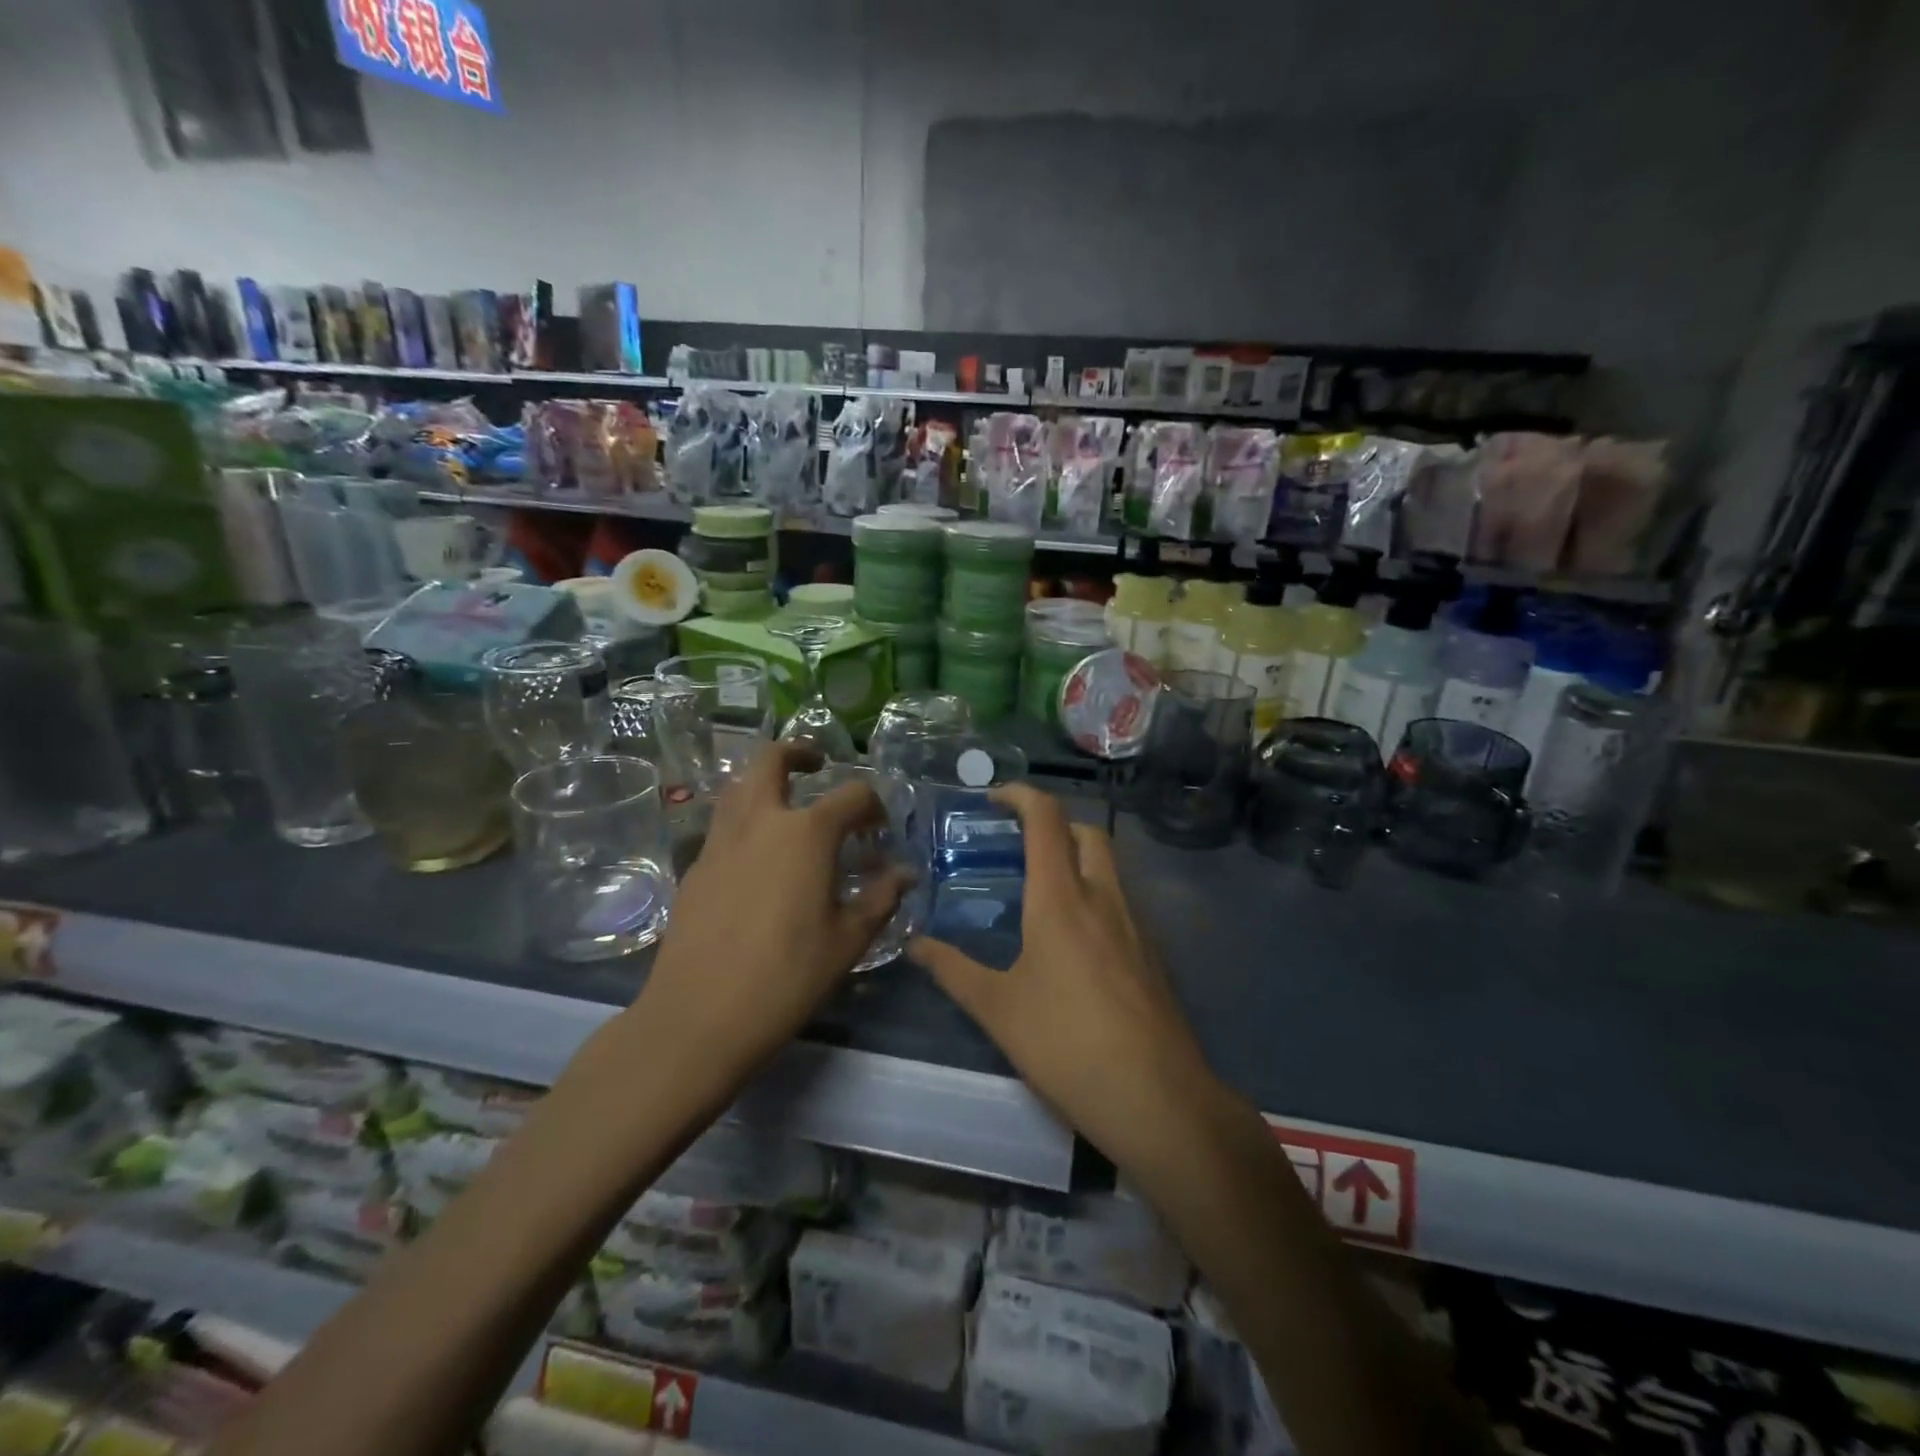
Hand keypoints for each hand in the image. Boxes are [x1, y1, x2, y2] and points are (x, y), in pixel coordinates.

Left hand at [632, 742, 910, 1091]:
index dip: (873, 805)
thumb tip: (906, 874)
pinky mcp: (695, 868)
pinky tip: (758, 857)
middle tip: (816, 764)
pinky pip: (723, 825)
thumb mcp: (847, 940)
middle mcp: (760, 822)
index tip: (880, 829)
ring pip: (739, 787)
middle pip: (771, 760)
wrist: (698, 1017)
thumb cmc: (787, 977)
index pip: (851, 795)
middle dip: (797, 752)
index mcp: (806, 834)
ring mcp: (720, 842)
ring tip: (786, 806)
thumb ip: (880, 899)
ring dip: (764, 782)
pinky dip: (745, 820)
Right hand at [911, 785, 1213, 1161]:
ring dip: (1077, 857)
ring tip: (1039, 889)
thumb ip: (952, 970)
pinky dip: (1094, 892)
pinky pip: (1121, 900)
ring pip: (1109, 865)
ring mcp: (1135, 924)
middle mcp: (1104, 897)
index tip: (992, 798)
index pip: (1046, 819)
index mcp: (1062, 898)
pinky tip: (1073, 938)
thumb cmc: (1067, 1045)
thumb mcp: (998, 1009)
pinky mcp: (1152, 953)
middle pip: (1087, 831)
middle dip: (1053, 823)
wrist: (1157, 1098)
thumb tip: (915, 944)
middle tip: (1018, 845)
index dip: (1020, 795)